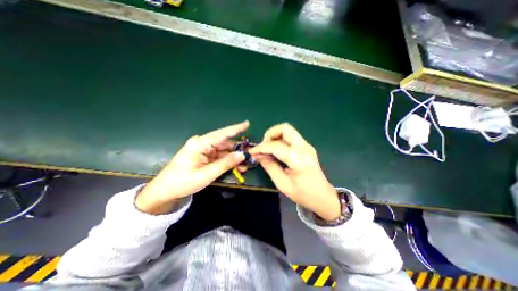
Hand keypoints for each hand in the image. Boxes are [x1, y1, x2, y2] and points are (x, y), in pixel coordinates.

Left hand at [135, 122, 248, 213]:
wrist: (165, 191)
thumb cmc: (182, 182)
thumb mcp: (206, 175)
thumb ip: (225, 164)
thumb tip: (242, 155)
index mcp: (200, 144)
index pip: (222, 134)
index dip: (236, 129)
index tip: (247, 123)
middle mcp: (203, 143)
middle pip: (225, 143)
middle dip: (238, 150)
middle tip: (251, 156)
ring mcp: (204, 150)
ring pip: (224, 151)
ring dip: (234, 158)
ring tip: (246, 165)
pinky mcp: (205, 156)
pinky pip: (220, 157)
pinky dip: (228, 161)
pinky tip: (237, 167)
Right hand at [250, 123, 342, 219]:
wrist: (323, 196)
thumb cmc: (303, 194)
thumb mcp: (282, 183)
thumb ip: (269, 166)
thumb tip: (258, 155)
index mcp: (299, 159)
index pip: (276, 146)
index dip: (261, 147)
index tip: (252, 152)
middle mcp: (304, 148)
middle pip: (285, 128)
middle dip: (270, 134)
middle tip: (264, 146)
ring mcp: (307, 146)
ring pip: (288, 130)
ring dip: (275, 136)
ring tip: (268, 149)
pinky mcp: (306, 147)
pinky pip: (291, 137)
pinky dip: (280, 140)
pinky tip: (276, 151)